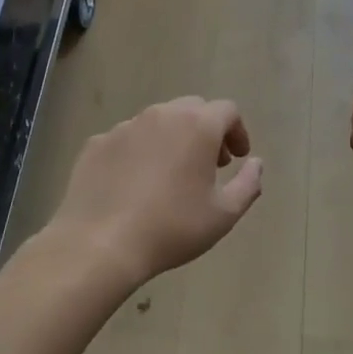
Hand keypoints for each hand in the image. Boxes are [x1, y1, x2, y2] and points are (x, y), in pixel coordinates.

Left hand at [49, 97, 262, 284]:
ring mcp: (125, 126)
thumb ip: (249, 184)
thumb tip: (256, 163)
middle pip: (192, 109)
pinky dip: (140, 151)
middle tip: (209, 164)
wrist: (99, 244)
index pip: (227, 110)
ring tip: (171, 175)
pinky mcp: (97, 143)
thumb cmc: (172, 228)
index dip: (237, 131)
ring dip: (173, 139)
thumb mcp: (224, 214)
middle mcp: (161, 115)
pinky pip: (127, 139)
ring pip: (158, 121)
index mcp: (197, 126)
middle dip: (207, 130)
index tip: (236, 159)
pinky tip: (135, 184)